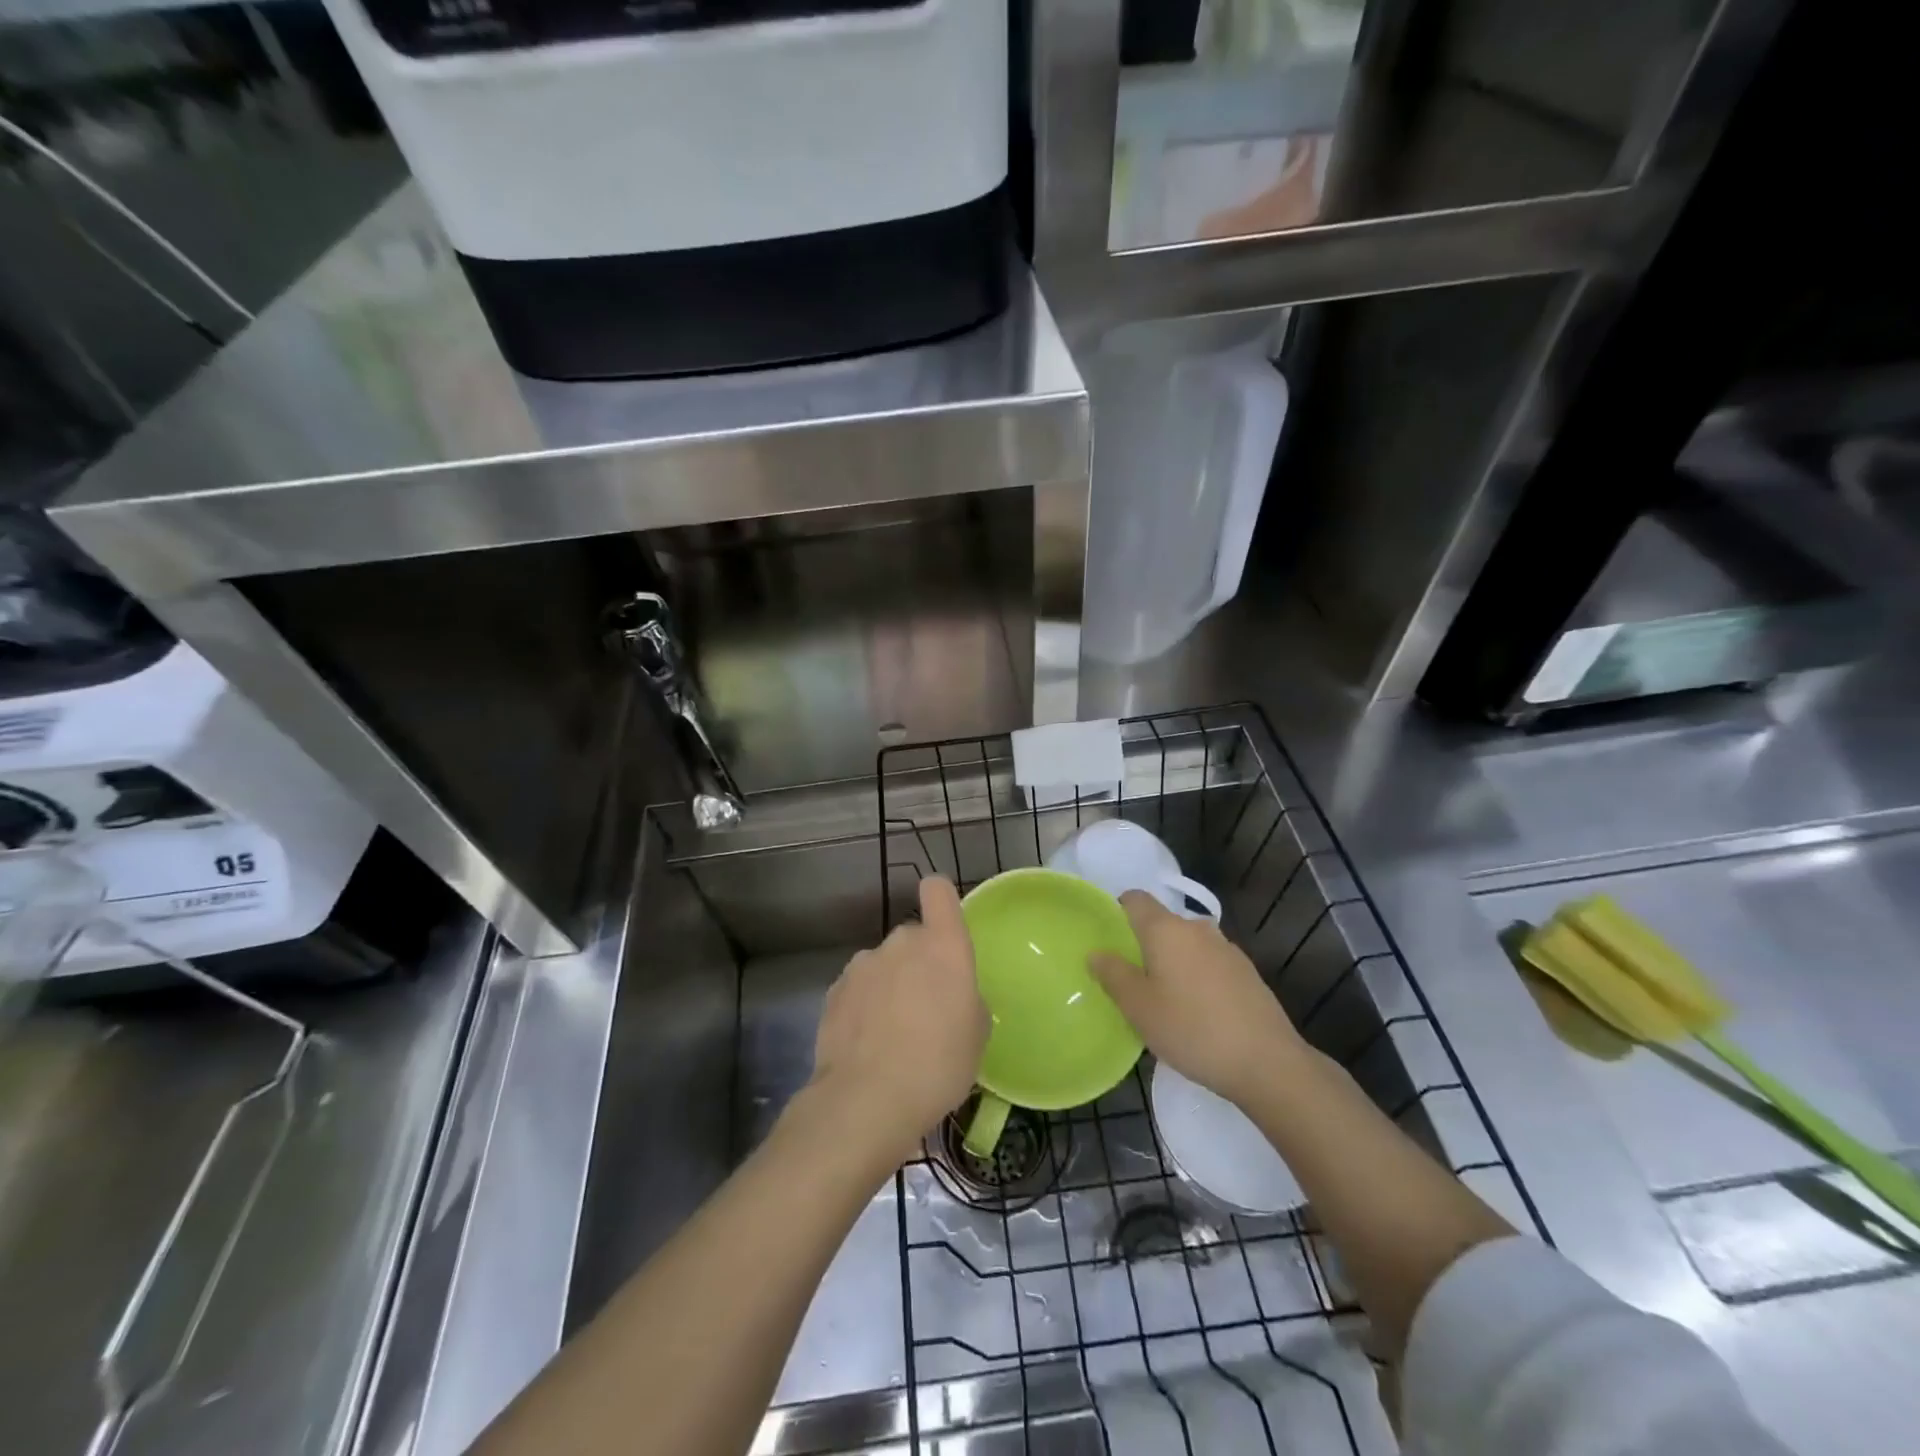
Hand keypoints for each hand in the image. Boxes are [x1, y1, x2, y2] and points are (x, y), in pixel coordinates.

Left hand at [808, 875, 987, 1162]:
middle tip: (927, 1008)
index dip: (941, 900)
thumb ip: (967, 999)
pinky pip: (858, 989)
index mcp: (943, 945)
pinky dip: (864, 1007)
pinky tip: (867, 1045)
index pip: (938, 891)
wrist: (867, 1099)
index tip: (945, 924)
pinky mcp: (834, 991)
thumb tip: (952, 997)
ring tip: (893, 1033)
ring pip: (883, 964)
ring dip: (890, 985)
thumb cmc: (939, 1063)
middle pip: (913, 937)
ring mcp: (863, 964)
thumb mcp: (976, 1035)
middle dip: (919, 962)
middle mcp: (901, 942)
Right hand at [1090, 891, 1307, 1108]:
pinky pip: (1210, 964)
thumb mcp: (1139, 1007)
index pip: (1135, 899)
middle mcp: (1197, 929)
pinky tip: (1198, 1013)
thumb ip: (1113, 975)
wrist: (1267, 1063)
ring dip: (1173, 963)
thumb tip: (1097, 952)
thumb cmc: (1192, 1029)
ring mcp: (1227, 949)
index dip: (1118, 911)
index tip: (1108, 940)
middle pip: (1162, 923)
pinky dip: (1198, 978)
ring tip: (1165, 1000)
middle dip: (1145, 944)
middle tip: (1132, 980)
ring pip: (1188, 945)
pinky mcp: (1248, 973)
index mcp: (1166, 929)